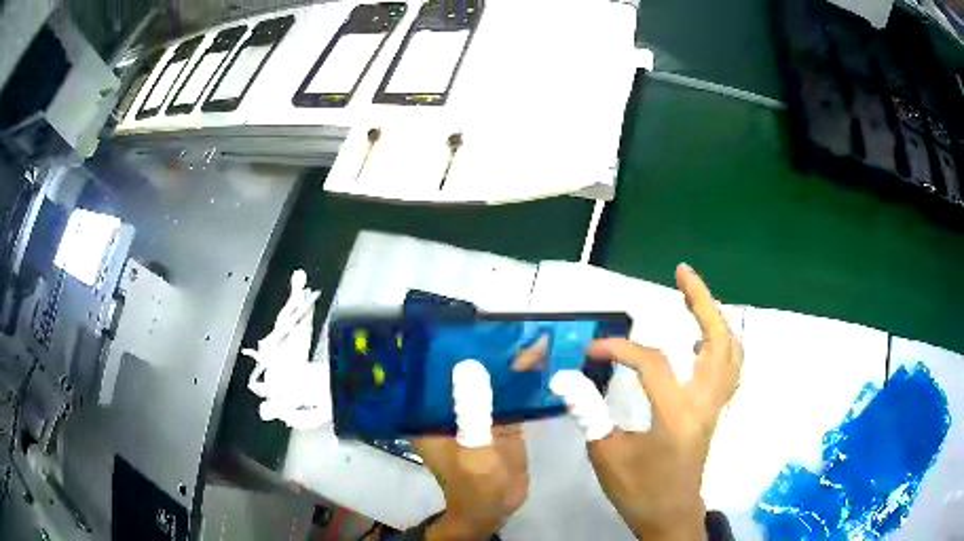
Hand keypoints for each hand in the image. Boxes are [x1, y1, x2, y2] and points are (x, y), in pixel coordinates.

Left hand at [415, 339, 545, 540]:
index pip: (434, 372)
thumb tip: (472, 365)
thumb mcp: (473, 452)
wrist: (497, 509)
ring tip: (531, 334)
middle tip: (511, 323)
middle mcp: (451, 408)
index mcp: (430, 413)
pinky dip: (526, 380)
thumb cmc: (475, 486)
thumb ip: (473, 413)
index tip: (469, 324)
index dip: (449, 347)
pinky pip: (512, 394)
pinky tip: (543, 361)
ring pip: (492, 381)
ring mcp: (478, 413)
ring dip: (510, 362)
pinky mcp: (501, 420)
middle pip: (467, 371)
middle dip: (487, 349)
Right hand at [550, 264, 742, 539]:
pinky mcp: (716, 410)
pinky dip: (721, 343)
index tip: (593, 350)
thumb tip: (566, 378)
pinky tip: (700, 340)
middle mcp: (705, 403)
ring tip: (693, 297)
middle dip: (702, 301)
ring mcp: (716, 406)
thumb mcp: (606, 456)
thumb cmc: (639, 490)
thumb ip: (588, 413)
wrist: (671, 514)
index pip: (654, 364)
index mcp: (677, 416)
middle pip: (718, 340)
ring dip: (715, 318)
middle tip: (683, 274)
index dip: (621, 349)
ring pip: (731, 351)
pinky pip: (729, 367)